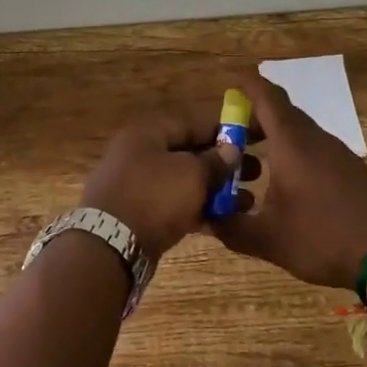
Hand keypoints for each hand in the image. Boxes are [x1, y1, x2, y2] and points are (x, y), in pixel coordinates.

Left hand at [80, 103, 251, 257]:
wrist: (110, 246)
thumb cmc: (154, 197)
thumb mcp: (192, 174)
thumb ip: (215, 161)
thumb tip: (230, 150)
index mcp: (149, 132)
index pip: (193, 120)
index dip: (225, 127)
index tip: (253, 136)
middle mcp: (140, 152)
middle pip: (189, 150)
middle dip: (223, 162)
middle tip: (256, 173)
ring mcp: (137, 184)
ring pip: (183, 180)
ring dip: (215, 189)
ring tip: (247, 201)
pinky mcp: (138, 212)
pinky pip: (174, 203)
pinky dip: (198, 208)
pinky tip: (225, 219)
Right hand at [210, 75, 366, 290]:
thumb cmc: (323, 237)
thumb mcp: (268, 239)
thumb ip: (231, 228)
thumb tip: (205, 218)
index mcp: (291, 142)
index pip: (266, 96)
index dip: (246, 85)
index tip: (228, 84)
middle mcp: (316, 139)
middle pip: (282, 113)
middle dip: (254, 118)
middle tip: (230, 136)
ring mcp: (339, 154)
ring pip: (301, 133)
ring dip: (276, 139)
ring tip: (254, 163)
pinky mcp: (354, 171)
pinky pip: (317, 150)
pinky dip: (296, 156)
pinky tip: (289, 186)